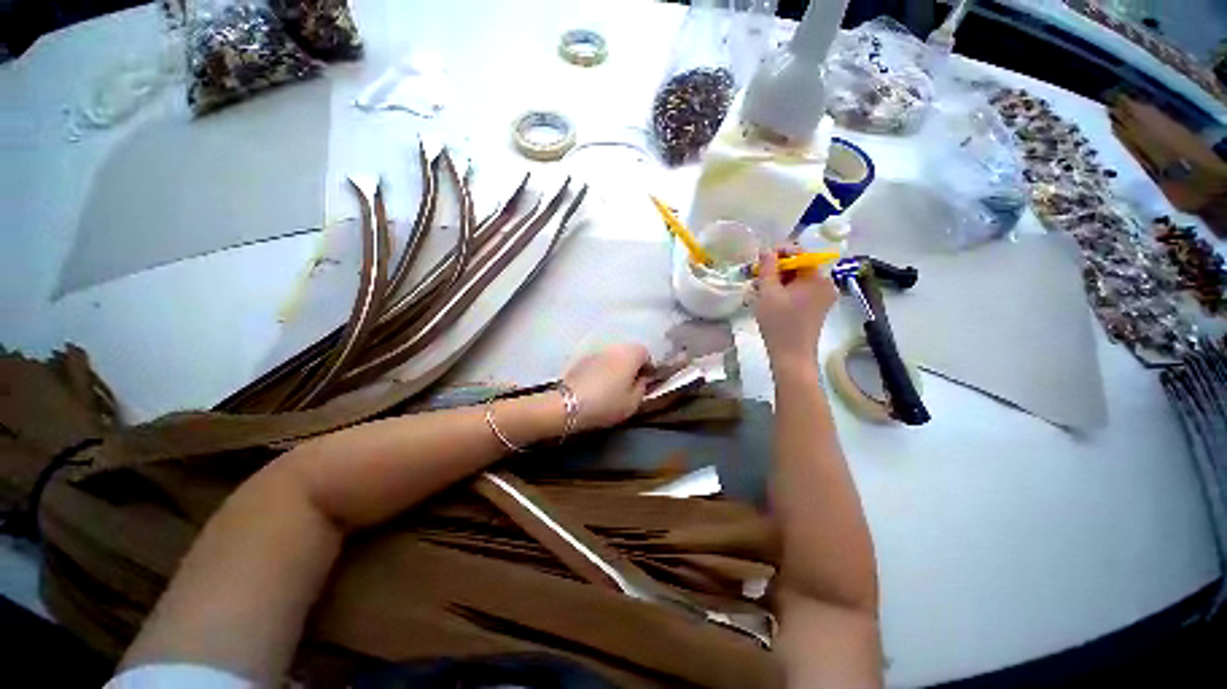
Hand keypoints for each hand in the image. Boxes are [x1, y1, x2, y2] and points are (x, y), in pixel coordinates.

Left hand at [563, 344, 650, 431]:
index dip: (648, 369)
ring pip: (612, 357)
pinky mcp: (580, 359)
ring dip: (615, 367)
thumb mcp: (633, 402)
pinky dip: (601, 370)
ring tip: (612, 386)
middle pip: (628, 353)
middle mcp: (615, 347)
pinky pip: (598, 362)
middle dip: (631, 366)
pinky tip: (597, 385)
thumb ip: (643, 387)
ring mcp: (596, 351)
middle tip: (630, 385)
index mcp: (632, 354)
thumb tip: (642, 379)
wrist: (568, 403)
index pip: (646, 355)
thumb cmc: (607, 403)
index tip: (645, 383)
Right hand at [753, 249, 837, 371]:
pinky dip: (784, 292)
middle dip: (776, 269)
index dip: (780, 252)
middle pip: (798, 267)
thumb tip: (766, 249)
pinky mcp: (816, 309)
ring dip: (777, 282)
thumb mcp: (768, 292)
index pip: (800, 253)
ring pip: (797, 281)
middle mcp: (825, 285)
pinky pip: (799, 292)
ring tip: (758, 289)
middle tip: (756, 277)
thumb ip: (768, 267)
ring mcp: (822, 298)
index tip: (761, 259)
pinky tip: (768, 299)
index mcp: (817, 278)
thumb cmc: (779, 323)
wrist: (791, 356)